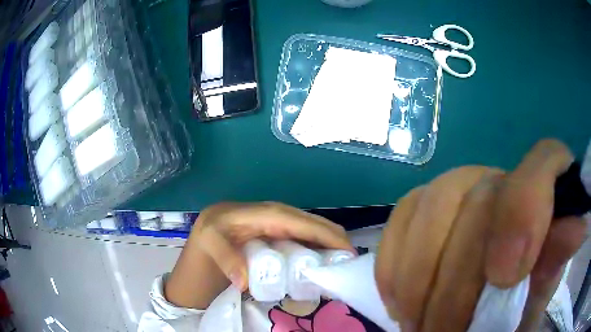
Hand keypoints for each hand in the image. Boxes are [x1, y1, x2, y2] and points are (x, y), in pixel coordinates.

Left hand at [165, 202, 353, 308]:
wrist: (205, 238)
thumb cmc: (209, 238)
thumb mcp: (211, 244)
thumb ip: (227, 259)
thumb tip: (246, 281)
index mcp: (265, 214)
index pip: (302, 222)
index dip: (326, 235)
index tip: (347, 252)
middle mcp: (277, 215)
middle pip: (314, 223)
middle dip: (335, 239)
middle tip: (351, 262)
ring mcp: (280, 224)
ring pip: (312, 230)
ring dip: (330, 243)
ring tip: (343, 263)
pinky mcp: (280, 233)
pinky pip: (305, 237)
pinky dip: (319, 247)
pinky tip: (325, 262)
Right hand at [375, 140, 586, 331]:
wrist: (484, 298)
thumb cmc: (519, 296)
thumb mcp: (539, 289)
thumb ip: (556, 260)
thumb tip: (577, 227)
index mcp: (542, 189)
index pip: (542, 164)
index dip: (524, 214)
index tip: (504, 278)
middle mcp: (499, 177)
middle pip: (476, 203)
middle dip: (457, 283)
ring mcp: (457, 185)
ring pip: (431, 205)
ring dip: (418, 281)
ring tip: (417, 324)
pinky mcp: (420, 203)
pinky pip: (400, 218)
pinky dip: (394, 266)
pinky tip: (399, 301)